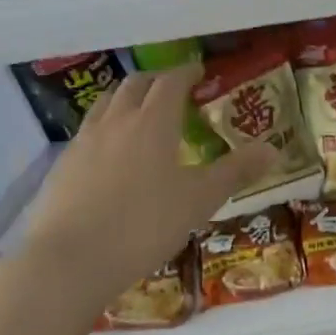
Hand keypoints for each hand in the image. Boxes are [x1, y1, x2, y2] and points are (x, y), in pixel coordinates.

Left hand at [20, 65, 274, 311]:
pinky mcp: (62, 166)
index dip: (187, 73)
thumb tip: (273, 149)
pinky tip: (110, 154)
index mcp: (153, 121)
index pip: (171, 82)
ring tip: (140, 113)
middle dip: (157, 80)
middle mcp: (116, 120)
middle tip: (174, 90)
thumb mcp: (200, 200)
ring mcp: (84, 141)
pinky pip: (87, 132)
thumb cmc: (144, 225)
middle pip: (135, 85)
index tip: (200, 74)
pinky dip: (105, 127)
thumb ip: (236, 172)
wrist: (69, 261)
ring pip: (105, 103)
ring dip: (126, 99)